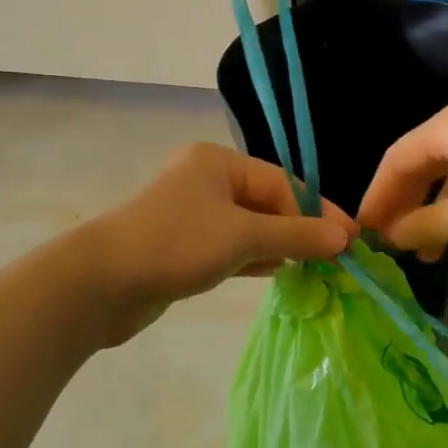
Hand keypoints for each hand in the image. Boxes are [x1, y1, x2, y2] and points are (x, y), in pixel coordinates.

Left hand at [85, 143, 354, 335]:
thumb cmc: (175, 244)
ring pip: (249, 227)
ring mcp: (192, 215)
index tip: (349, 241)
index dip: (317, 212)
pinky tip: (279, 274)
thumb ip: (295, 235)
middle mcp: (206, 181)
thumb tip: (344, 239)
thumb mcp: (242, 237)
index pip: (281, 183)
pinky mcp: (183, 247)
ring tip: (315, 270)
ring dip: (280, 246)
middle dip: (299, 230)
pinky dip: (254, 259)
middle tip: (335, 260)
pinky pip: (230, 247)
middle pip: (267, 203)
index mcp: (218, 163)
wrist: (99, 284)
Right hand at [358, 100, 447, 258]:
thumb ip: (424, 226)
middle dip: (406, 208)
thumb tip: (390, 237)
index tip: (362, 231)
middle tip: (390, 244)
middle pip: (421, 168)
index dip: (376, 197)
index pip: (395, 160)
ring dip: (437, 217)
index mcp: (446, 127)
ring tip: (428, 256)